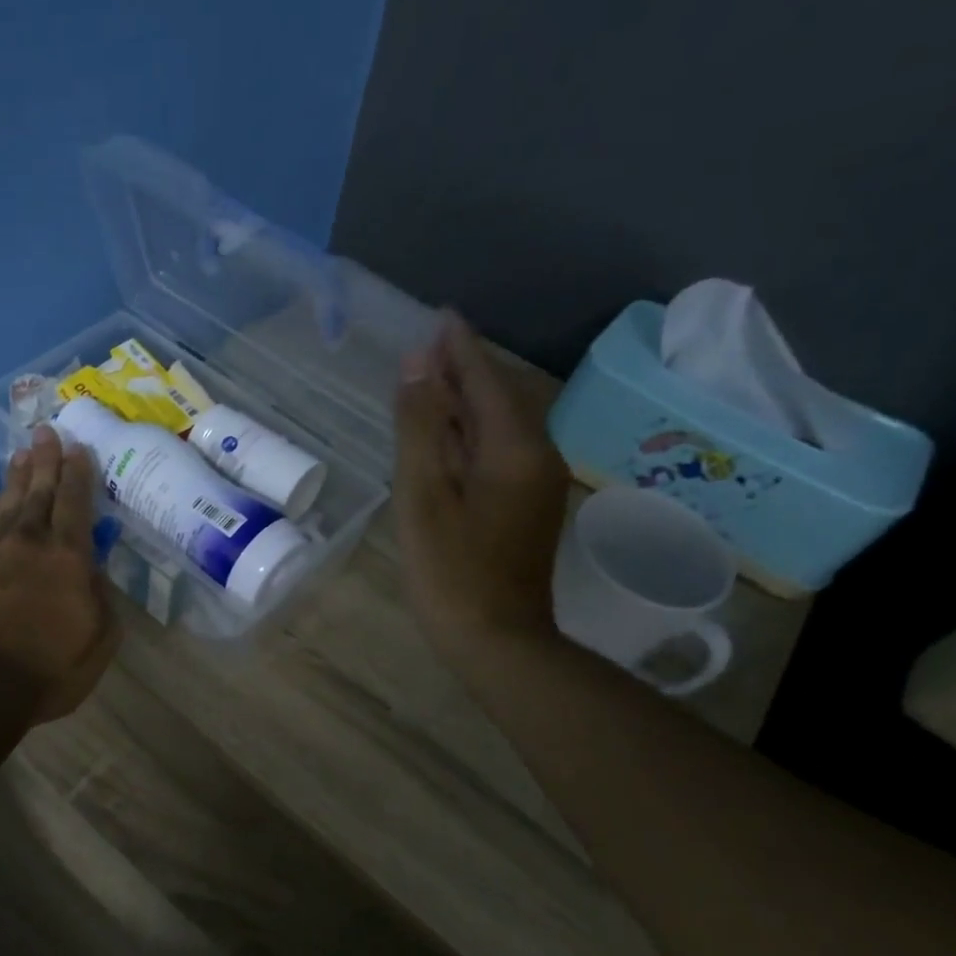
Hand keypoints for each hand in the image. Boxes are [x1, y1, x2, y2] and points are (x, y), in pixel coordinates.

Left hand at [0, 425, 120, 723]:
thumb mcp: (96, 643)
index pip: (75, 505)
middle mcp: (28, 545)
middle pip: (38, 493)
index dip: (78, 475)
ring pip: (8, 505)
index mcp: (67, 558)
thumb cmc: (44, 668)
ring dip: (17, 479)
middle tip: (45, 431)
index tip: (77, 447)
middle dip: (45, 461)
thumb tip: (94, 576)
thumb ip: (101, 603)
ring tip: (21, 455)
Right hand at [393, 313, 570, 668]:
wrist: (497, 640)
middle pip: (499, 396)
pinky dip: (474, 430)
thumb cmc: (450, 570)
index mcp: (513, 446)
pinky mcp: (529, 503)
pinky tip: (450, 433)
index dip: (459, 347)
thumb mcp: (422, 494)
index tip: (440, 315)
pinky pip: (502, 448)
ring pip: (501, 423)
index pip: (485, 379)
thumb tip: (418, 362)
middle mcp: (537, 454)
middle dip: (465, 367)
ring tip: (434, 377)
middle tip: (430, 343)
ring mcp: (537, 481)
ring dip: (469, 398)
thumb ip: (420, 425)